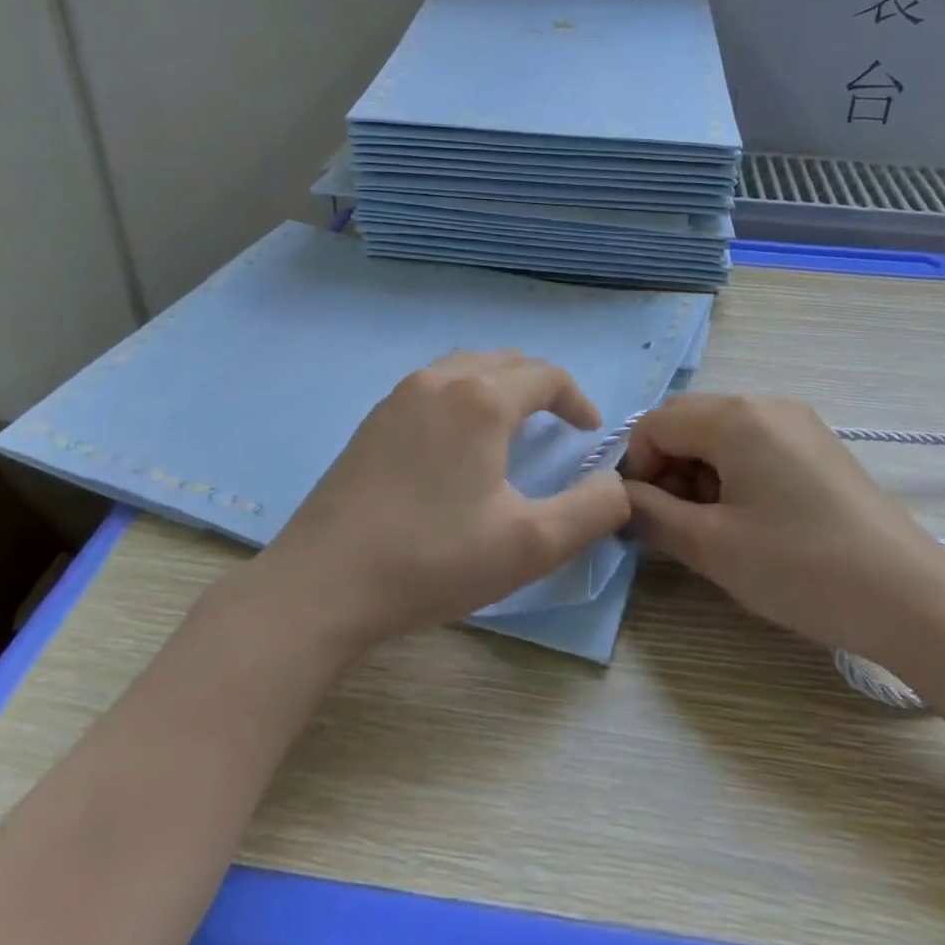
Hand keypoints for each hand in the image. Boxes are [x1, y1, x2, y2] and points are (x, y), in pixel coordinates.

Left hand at [252, 351, 630, 652]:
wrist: (323, 582)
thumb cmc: (433, 559)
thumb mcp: (531, 545)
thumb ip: (592, 511)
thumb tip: (621, 486)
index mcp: (482, 400)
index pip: (546, 376)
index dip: (577, 399)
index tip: (590, 433)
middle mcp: (440, 381)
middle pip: (505, 362)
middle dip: (540, 386)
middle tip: (559, 423)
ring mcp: (399, 397)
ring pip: (465, 368)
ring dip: (499, 385)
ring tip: (512, 422)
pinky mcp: (373, 420)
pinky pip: (433, 385)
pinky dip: (462, 394)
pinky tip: (457, 439)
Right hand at [621, 394, 944, 661]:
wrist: (911, 599)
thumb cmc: (801, 567)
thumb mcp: (711, 546)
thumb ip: (651, 514)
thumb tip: (621, 497)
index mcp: (735, 417)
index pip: (655, 424)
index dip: (638, 468)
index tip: (646, 518)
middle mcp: (765, 404)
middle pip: (688, 422)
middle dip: (668, 469)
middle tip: (678, 525)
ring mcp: (798, 422)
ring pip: (721, 434)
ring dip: (700, 473)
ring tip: (717, 529)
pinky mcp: (819, 446)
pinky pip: (755, 445)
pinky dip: (734, 474)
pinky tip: (752, 520)